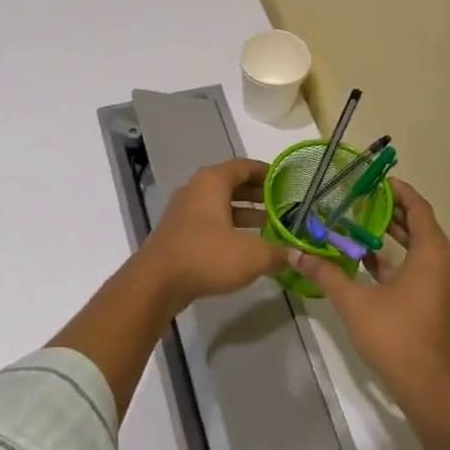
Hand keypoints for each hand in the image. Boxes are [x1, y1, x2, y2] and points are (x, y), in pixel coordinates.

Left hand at [129, 158, 286, 314]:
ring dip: (244, 213)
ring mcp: (185, 211)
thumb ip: (276, 252)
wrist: (157, 282)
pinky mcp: (179, 232)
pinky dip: (229, 227)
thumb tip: (293, 255)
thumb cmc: (206, 256)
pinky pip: (210, 221)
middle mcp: (196, 189)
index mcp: (212, 181)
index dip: (268, 172)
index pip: (245, 166)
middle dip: (258, 194)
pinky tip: (245, 245)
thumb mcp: (252, 255)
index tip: (288, 181)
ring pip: (221, 204)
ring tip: (270, 226)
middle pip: (233, 183)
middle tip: (283, 205)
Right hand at [284, 179, 449, 407]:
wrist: (429, 389)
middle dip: (391, 211)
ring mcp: (448, 285)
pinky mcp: (443, 302)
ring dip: (395, 235)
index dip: (398, 191)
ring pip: (423, 247)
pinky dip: (401, 259)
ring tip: (360, 225)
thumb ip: (325, 272)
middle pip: (421, 226)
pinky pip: (424, 267)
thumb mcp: (353, 302)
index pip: (418, 208)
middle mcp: (448, 263)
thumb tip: (294, 252)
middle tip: (360, 199)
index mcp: (433, 254)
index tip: (374, 180)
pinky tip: (370, 261)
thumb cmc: (395, 337)